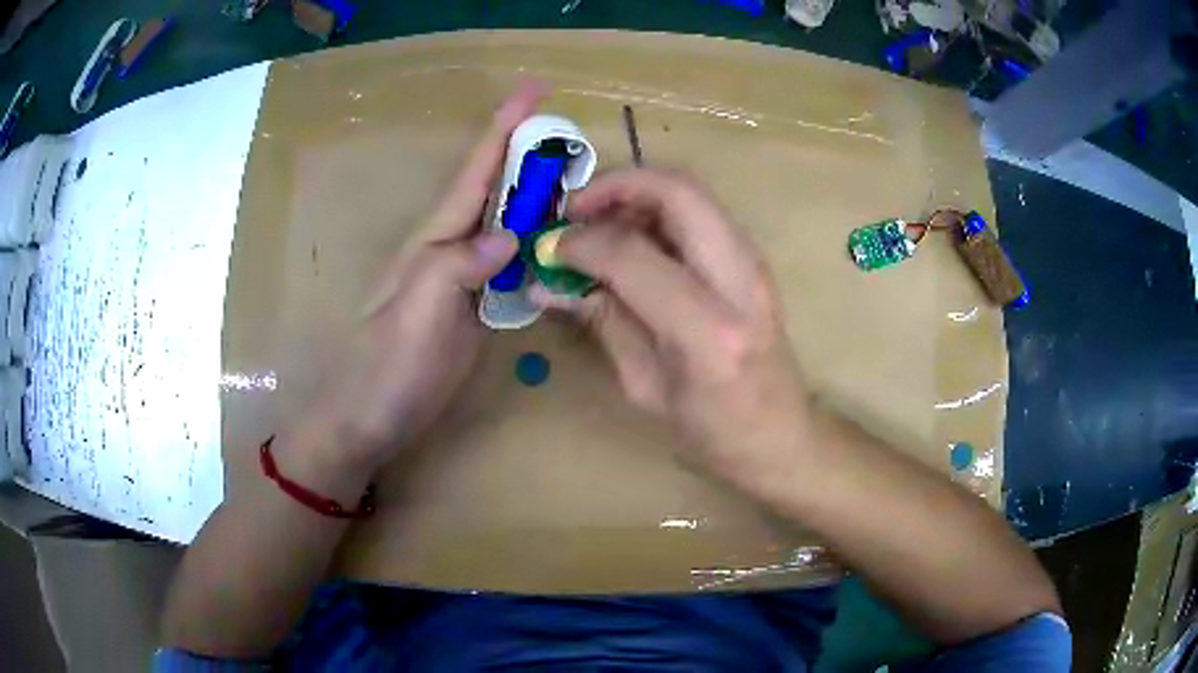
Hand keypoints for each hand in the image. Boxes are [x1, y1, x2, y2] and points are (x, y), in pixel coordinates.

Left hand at [296, 83, 543, 473]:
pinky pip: (512, 262)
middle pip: (494, 188)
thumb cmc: (386, 367)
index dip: (504, 128)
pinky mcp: (475, 308)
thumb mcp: (417, 313)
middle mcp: (451, 248)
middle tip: (570, 133)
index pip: (476, 171)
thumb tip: (507, 235)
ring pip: (506, 223)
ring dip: (538, 194)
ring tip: (576, 177)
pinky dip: (537, 242)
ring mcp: (464, 279)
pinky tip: (557, 240)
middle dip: (527, 152)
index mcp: (435, 239)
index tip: (534, 89)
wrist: (369, 418)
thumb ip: (456, 267)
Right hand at [535, 169, 814, 494]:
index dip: (581, 243)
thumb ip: (602, 322)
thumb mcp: (645, 387)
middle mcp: (740, 282)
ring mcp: (755, 264)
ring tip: (597, 223)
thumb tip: (547, 284)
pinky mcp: (754, 260)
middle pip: (678, 191)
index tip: (549, 249)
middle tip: (573, 210)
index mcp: (708, 331)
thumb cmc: (713, 434)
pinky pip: (701, 211)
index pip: (632, 255)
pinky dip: (658, 208)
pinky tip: (630, 239)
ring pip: (692, 190)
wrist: (781, 437)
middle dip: (616, 185)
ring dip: (636, 193)